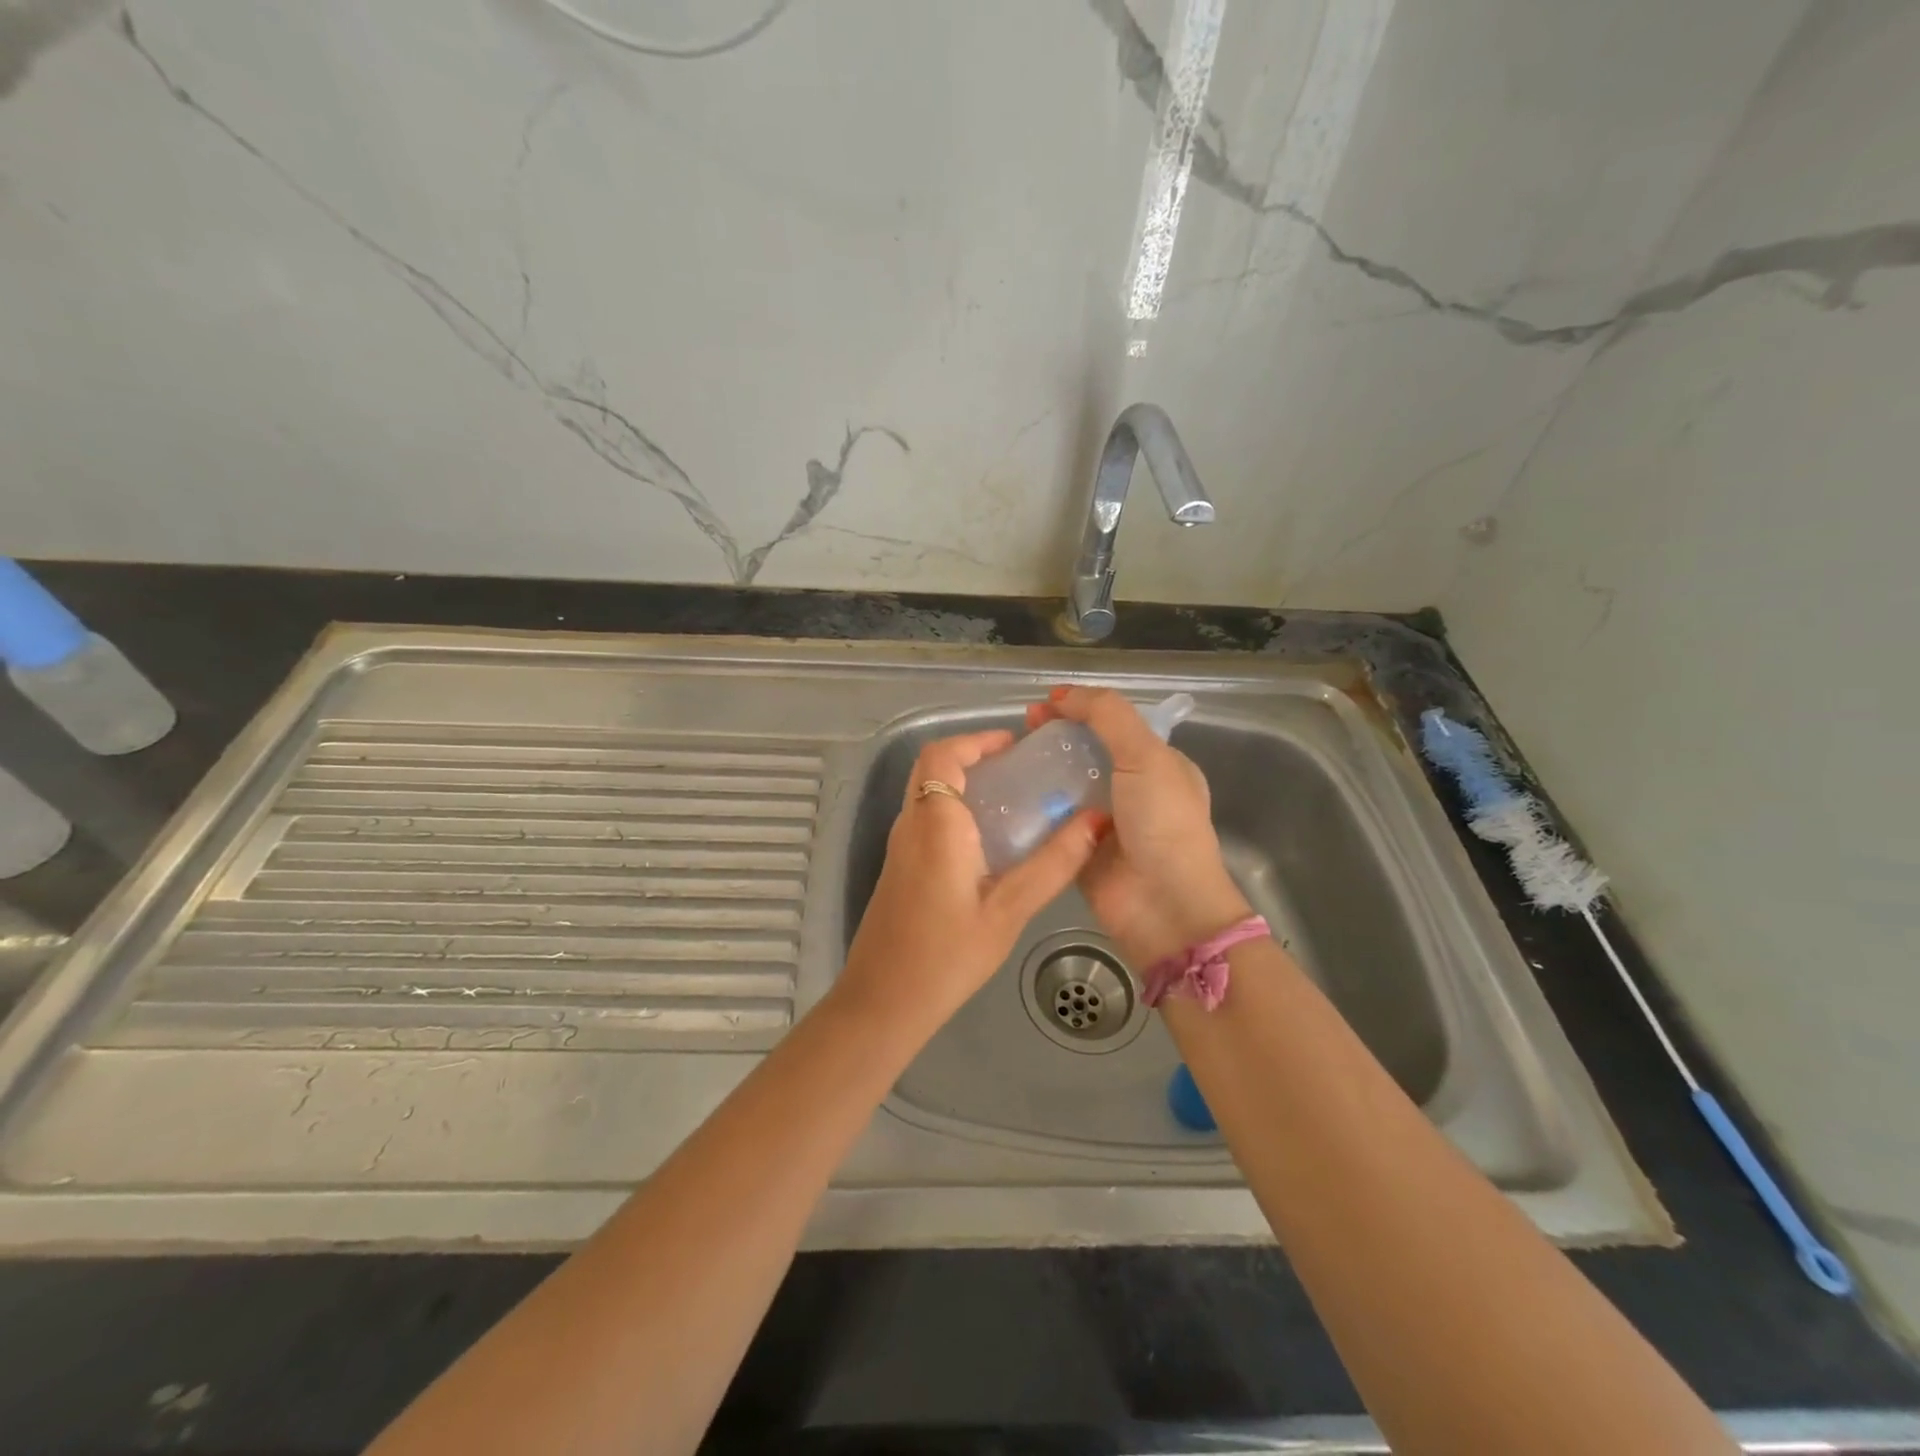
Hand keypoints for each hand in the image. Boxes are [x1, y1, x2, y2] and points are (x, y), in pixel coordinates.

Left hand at [834, 728, 1103, 1037]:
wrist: (883, 1002)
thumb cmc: (948, 955)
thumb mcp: (1009, 910)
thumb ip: (1053, 863)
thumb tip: (1097, 821)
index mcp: (935, 823)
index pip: (943, 755)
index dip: (976, 739)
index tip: (1014, 744)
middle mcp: (910, 825)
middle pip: (932, 767)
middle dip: (972, 755)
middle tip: (1018, 768)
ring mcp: (899, 847)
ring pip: (926, 792)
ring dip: (962, 781)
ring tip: (1011, 797)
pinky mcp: (898, 867)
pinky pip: (925, 818)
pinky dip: (953, 807)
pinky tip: (988, 839)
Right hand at [1026, 687, 1251, 966]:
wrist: (1165, 907)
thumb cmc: (1163, 825)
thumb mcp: (1147, 756)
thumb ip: (1108, 716)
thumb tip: (1061, 695)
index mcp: (1158, 763)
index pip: (1113, 723)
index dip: (1079, 708)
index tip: (1042, 706)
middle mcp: (1132, 789)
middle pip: (1085, 752)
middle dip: (1054, 737)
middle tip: (1020, 731)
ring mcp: (1105, 821)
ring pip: (1065, 785)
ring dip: (1039, 771)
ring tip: (1006, 759)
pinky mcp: (1080, 849)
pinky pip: (1052, 821)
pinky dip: (1033, 808)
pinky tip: (1006, 795)